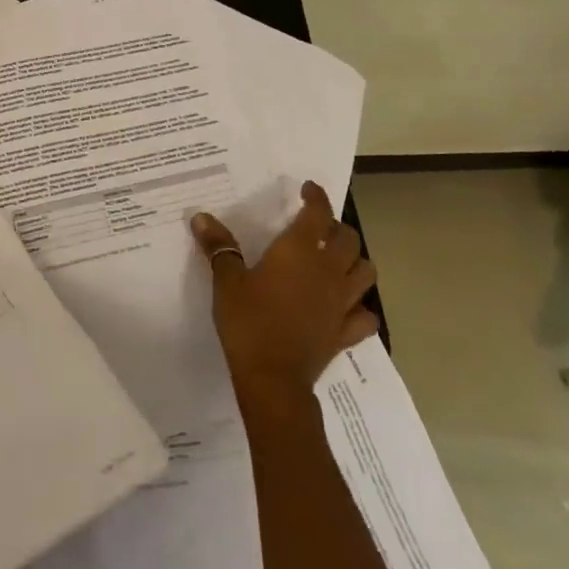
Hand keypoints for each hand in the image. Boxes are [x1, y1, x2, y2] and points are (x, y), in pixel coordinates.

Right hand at [192, 181, 378, 410]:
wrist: (273, 378)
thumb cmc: (248, 323)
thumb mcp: (226, 281)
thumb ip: (219, 247)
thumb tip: (202, 217)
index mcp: (299, 252)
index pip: (318, 214)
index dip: (317, 197)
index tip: (308, 189)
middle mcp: (328, 271)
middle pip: (349, 239)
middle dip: (336, 228)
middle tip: (318, 228)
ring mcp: (342, 303)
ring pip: (365, 272)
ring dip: (355, 262)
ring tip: (337, 262)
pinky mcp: (346, 332)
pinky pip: (366, 316)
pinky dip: (360, 308)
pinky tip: (346, 307)